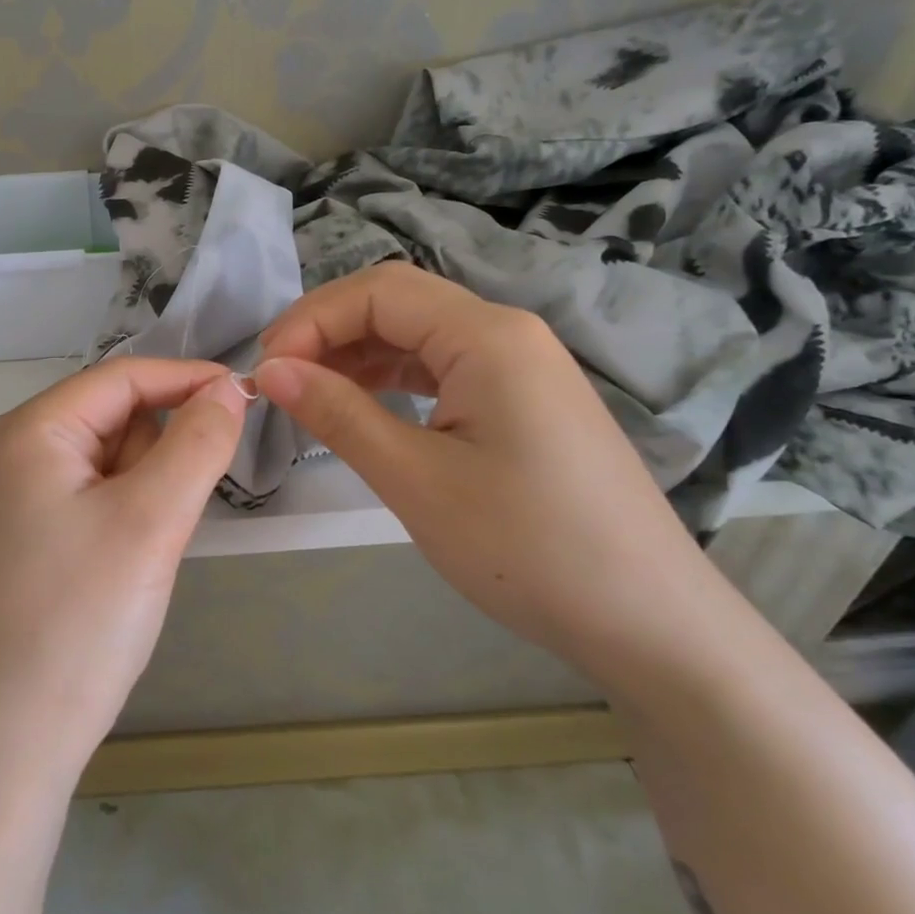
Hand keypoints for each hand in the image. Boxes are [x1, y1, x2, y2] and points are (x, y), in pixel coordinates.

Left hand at [0, 358, 247, 787]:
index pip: (123, 377)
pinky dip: (125, 521)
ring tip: (142, 557)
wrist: (0, 751)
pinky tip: (122, 572)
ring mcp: (13, 502)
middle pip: (114, 418)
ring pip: (108, 464)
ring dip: (145, 493)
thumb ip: (197, 443)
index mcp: (28, 431)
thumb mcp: (150, 522)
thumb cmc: (76, 624)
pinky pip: (92, 503)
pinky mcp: (24, 543)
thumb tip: (229, 386)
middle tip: (170, 521)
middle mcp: (12, 454)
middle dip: (160, 454)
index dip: (188, 380)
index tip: (251, 400)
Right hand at [254, 264, 722, 685]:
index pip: (378, 292)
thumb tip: (270, 370)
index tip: (265, 371)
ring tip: (309, 395)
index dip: (310, 319)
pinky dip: (394, 379)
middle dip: (329, 332)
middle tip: (278, 382)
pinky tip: (364, 407)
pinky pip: (445, 368)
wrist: (649, 622)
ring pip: (419, 335)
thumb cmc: (527, 547)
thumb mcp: (415, 479)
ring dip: (358, 355)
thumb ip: (338, 413)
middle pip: (398, 304)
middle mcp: (508, 333)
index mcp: (488, 335)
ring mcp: (522, 366)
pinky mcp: (525, 401)